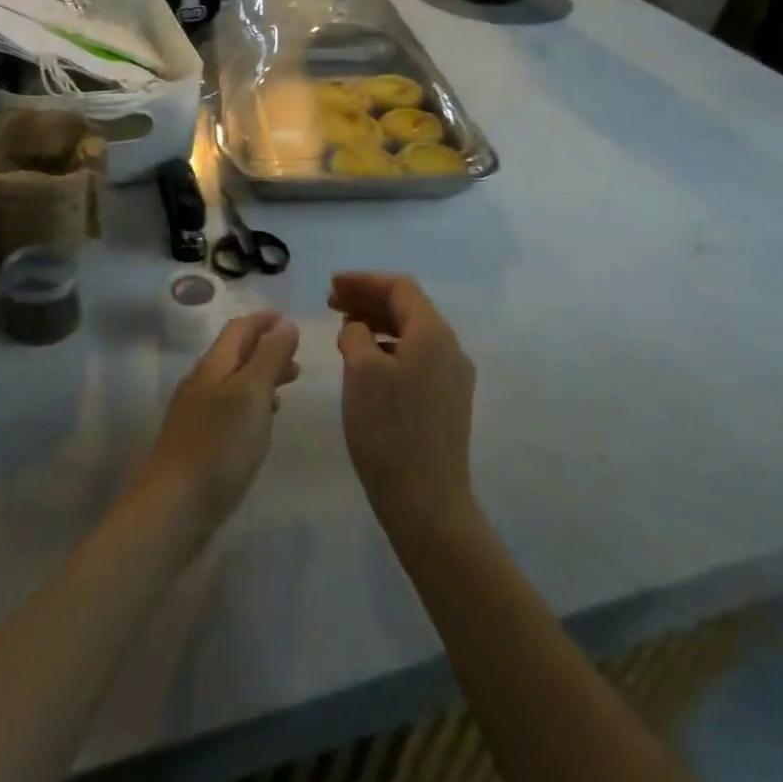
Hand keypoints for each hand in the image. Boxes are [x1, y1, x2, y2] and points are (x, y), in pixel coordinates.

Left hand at [132, 313, 299, 543]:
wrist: (174, 507)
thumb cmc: (219, 445)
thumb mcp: (251, 394)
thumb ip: (269, 357)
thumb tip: (285, 324)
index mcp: (212, 366)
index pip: (238, 329)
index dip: (264, 321)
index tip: (289, 320)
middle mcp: (201, 383)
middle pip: (235, 354)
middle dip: (266, 349)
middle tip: (297, 359)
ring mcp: (196, 414)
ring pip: (233, 382)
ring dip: (261, 377)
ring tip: (288, 387)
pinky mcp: (199, 442)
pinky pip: (229, 409)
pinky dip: (251, 404)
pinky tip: (263, 421)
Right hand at [330, 274, 475, 527]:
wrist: (426, 500)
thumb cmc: (389, 428)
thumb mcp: (361, 371)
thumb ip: (355, 334)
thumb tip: (358, 328)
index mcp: (433, 333)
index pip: (400, 287)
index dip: (363, 281)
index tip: (330, 286)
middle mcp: (450, 348)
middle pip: (407, 308)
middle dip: (368, 299)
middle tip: (331, 303)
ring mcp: (452, 377)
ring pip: (411, 334)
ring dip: (376, 323)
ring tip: (343, 329)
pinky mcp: (446, 401)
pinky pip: (414, 357)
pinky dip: (387, 348)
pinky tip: (365, 361)